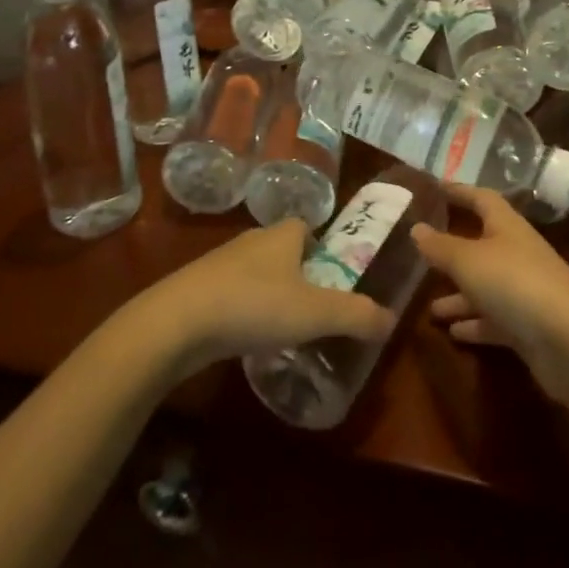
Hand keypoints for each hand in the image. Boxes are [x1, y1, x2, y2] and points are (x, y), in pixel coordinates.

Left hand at [134, 220, 394, 379]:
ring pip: (256, 274)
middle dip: (299, 274)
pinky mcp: (197, 290)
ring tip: (283, 329)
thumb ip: (356, 316)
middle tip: (315, 308)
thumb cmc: (254, 305)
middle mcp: (252, 240)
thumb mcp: (315, 313)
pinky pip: (232, 296)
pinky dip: (244, 312)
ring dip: (270, 295)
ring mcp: (220, 264)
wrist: (176, 323)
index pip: (307, 228)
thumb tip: (392, 320)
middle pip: (283, 250)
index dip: (323, 248)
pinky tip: (247, 339)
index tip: (333, 277)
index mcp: (282, 235)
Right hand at [412, 184, 568, 405]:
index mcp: (507, 227)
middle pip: (482, 245)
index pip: (482, 199)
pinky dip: (475, 324)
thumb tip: (416, 228)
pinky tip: (453, 333)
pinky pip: (495, 320)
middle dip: (453, 251)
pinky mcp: (530, 328)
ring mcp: (526, 292)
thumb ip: (441, 246)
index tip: (435, 188)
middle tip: (422, 254)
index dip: (460, 191)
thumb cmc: (515, 284)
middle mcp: (518, 254)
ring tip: (429, 308)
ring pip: (486, 287)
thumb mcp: (469, 260)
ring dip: (460, 296)